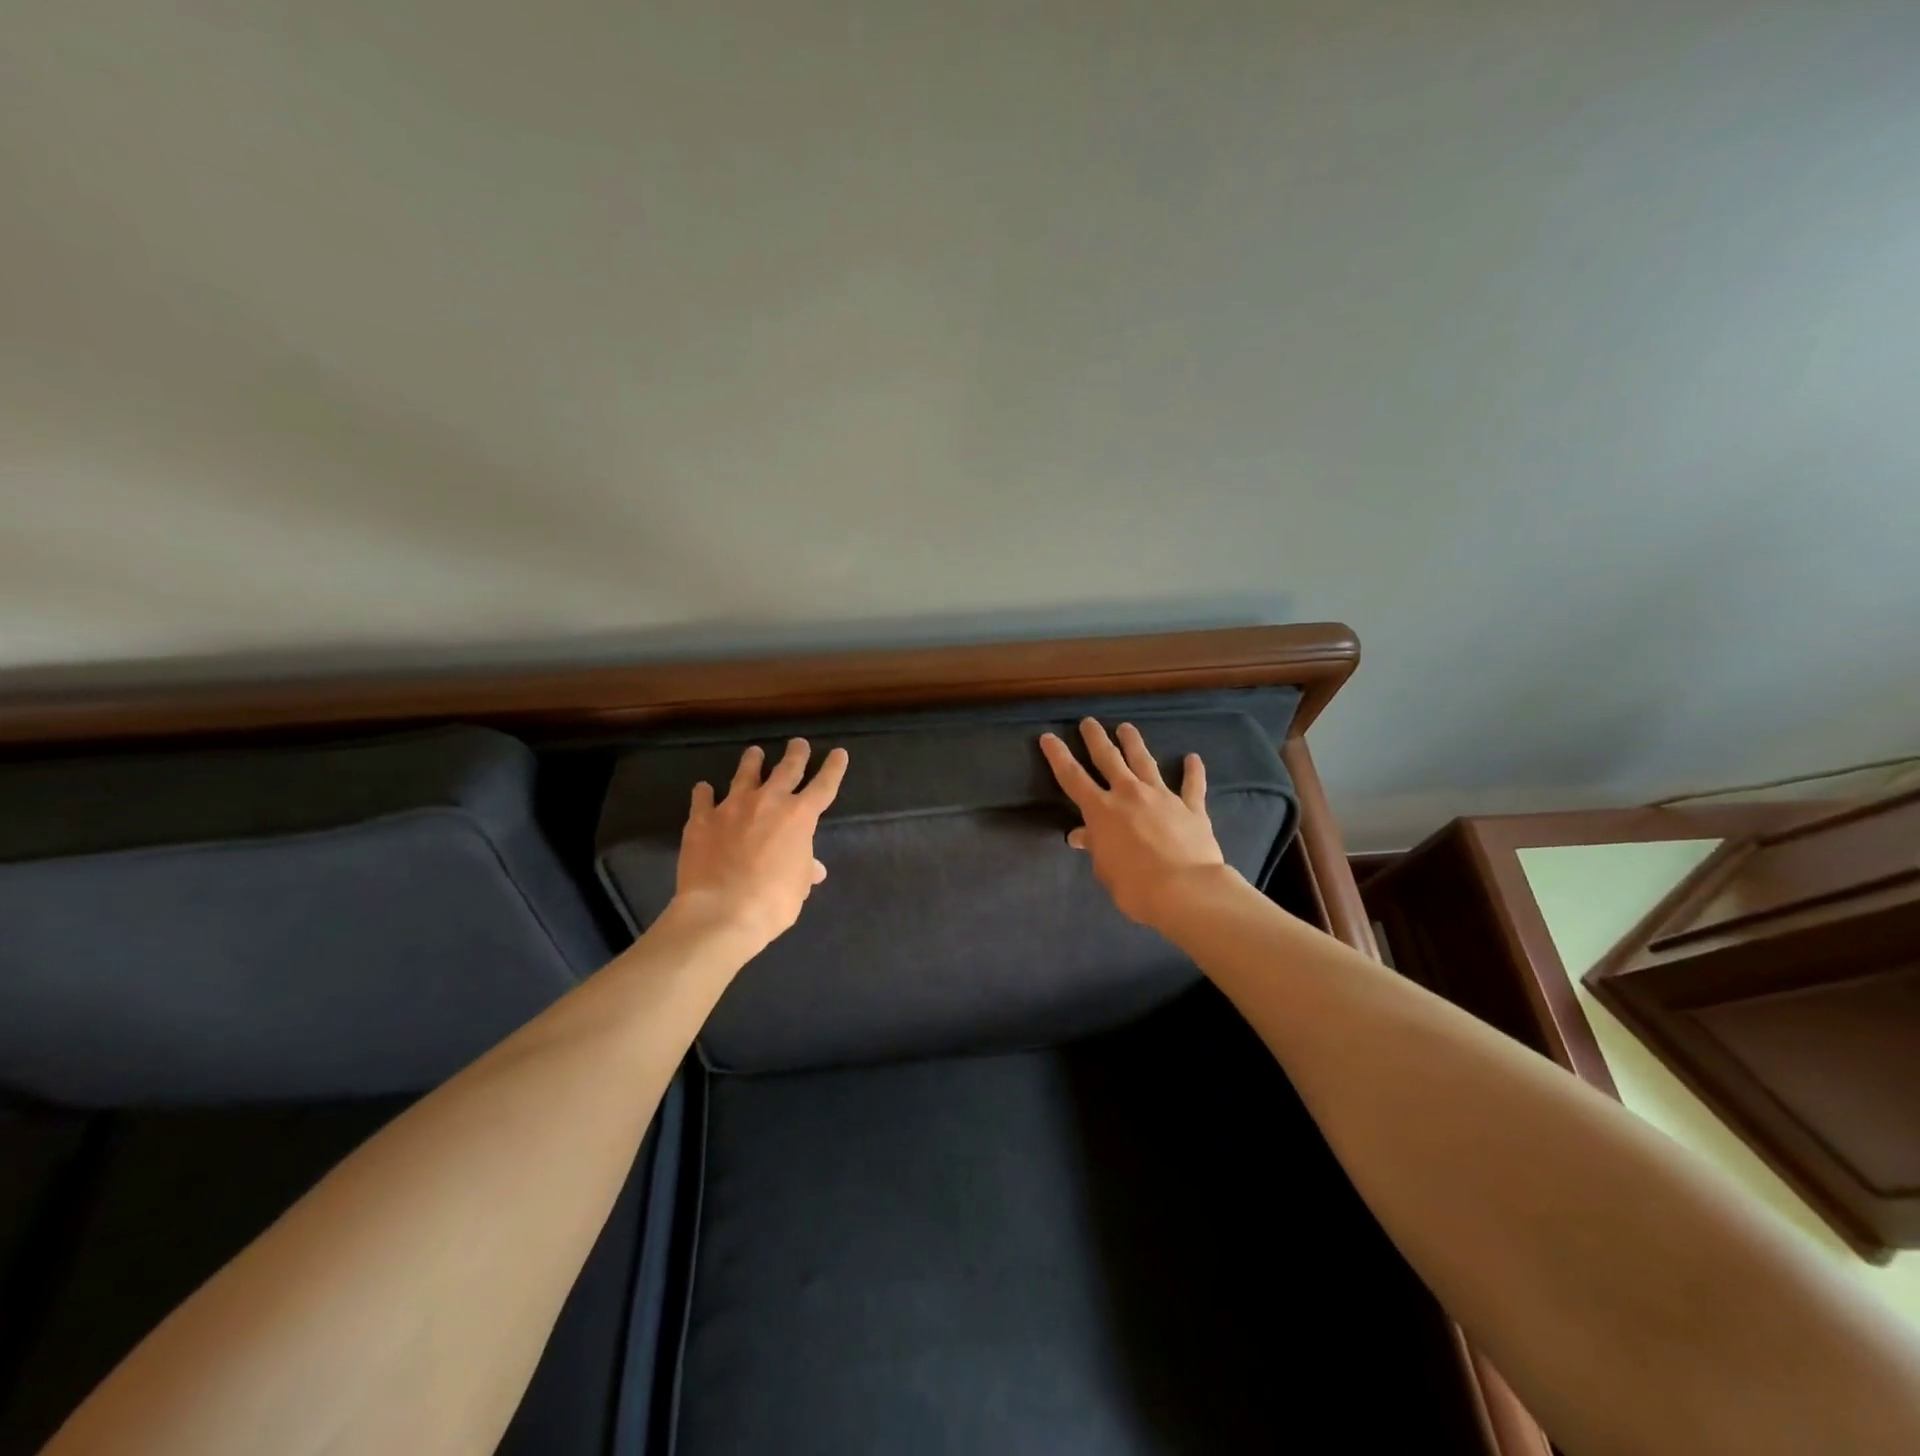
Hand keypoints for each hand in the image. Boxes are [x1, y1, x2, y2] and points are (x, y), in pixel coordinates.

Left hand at [672, 738, 848, 950]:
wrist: (722, 911)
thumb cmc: (773, 901)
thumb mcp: (798, 886)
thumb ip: (804, 869)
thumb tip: (813, 868)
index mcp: (799, 817)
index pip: (823, 786)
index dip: (833, 769)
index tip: (839, 753)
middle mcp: (768, 802)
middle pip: (786, 769)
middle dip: (796, 754)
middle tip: (799, 743)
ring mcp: (732, 807)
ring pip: (744, 775)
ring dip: (752, 762)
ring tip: (754, 752)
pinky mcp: (701, 820)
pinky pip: (703, 799)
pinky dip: (704, 793)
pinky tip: (703, 788)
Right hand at [1040, 719, 1228, 928]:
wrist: (1186, 889)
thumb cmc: (1135, 886)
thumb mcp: (1105, 869)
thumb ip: (1095, 847)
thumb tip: (1082, 835)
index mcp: (1101, 810)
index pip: (1072, 777)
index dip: (1058, 756)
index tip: (1049, 737)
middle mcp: (1129, 794)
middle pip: (1108, 758)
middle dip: (1096, 738)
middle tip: (1088, 722)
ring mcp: (1162, 796)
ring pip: (1145, 762)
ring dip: (1134, 743)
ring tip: (1126, 727)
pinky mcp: (1191, 807)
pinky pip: (1192, 784)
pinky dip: (1193, 770)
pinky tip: (1193, 757)